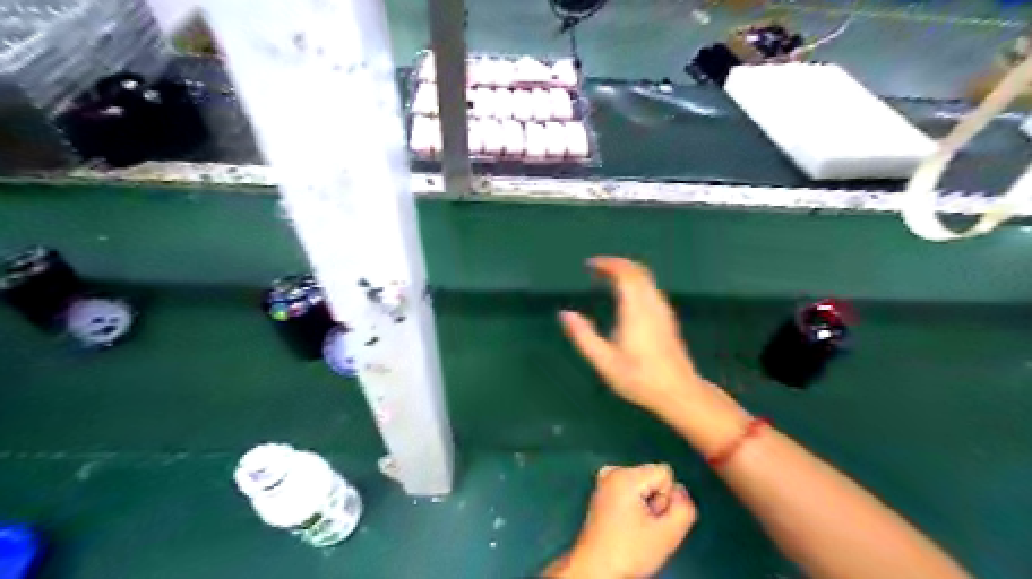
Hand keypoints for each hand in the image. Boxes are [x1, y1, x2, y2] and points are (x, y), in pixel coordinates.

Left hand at [551, 463, 697, 577]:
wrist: (596, 570)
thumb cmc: (629, 552)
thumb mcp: (668, 535)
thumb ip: (684, 508)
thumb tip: (681, 491)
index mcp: (625, 475)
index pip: (666, 473)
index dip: (667, 498)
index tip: (653, 519)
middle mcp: (612, 471)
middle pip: (653, 478)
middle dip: (656, 501)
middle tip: (644, 527)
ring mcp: (604, 481)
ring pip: (643, 485)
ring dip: (646, 506)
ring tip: (634, 528)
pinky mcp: (601, 492)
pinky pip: (630, 491)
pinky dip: (633, 505)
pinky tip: (626, 525)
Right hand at [562, 259, 706, 416]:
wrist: (678, 393)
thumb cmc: (639, 378)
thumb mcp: (604, 361)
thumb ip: (583, 336)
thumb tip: (565, 313)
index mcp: (636, 311)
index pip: (625, 274)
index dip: (608, 264)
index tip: (589, 264)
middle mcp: (652, 304)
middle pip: (638, 271)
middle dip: (616, 264)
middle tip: (595, 268)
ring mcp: (662, 310)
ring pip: (646, 279)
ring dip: (626, 272)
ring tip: (606, 278)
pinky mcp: (667, 318)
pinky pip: (650, 288)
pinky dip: (635, 282)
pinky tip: (624, 295)